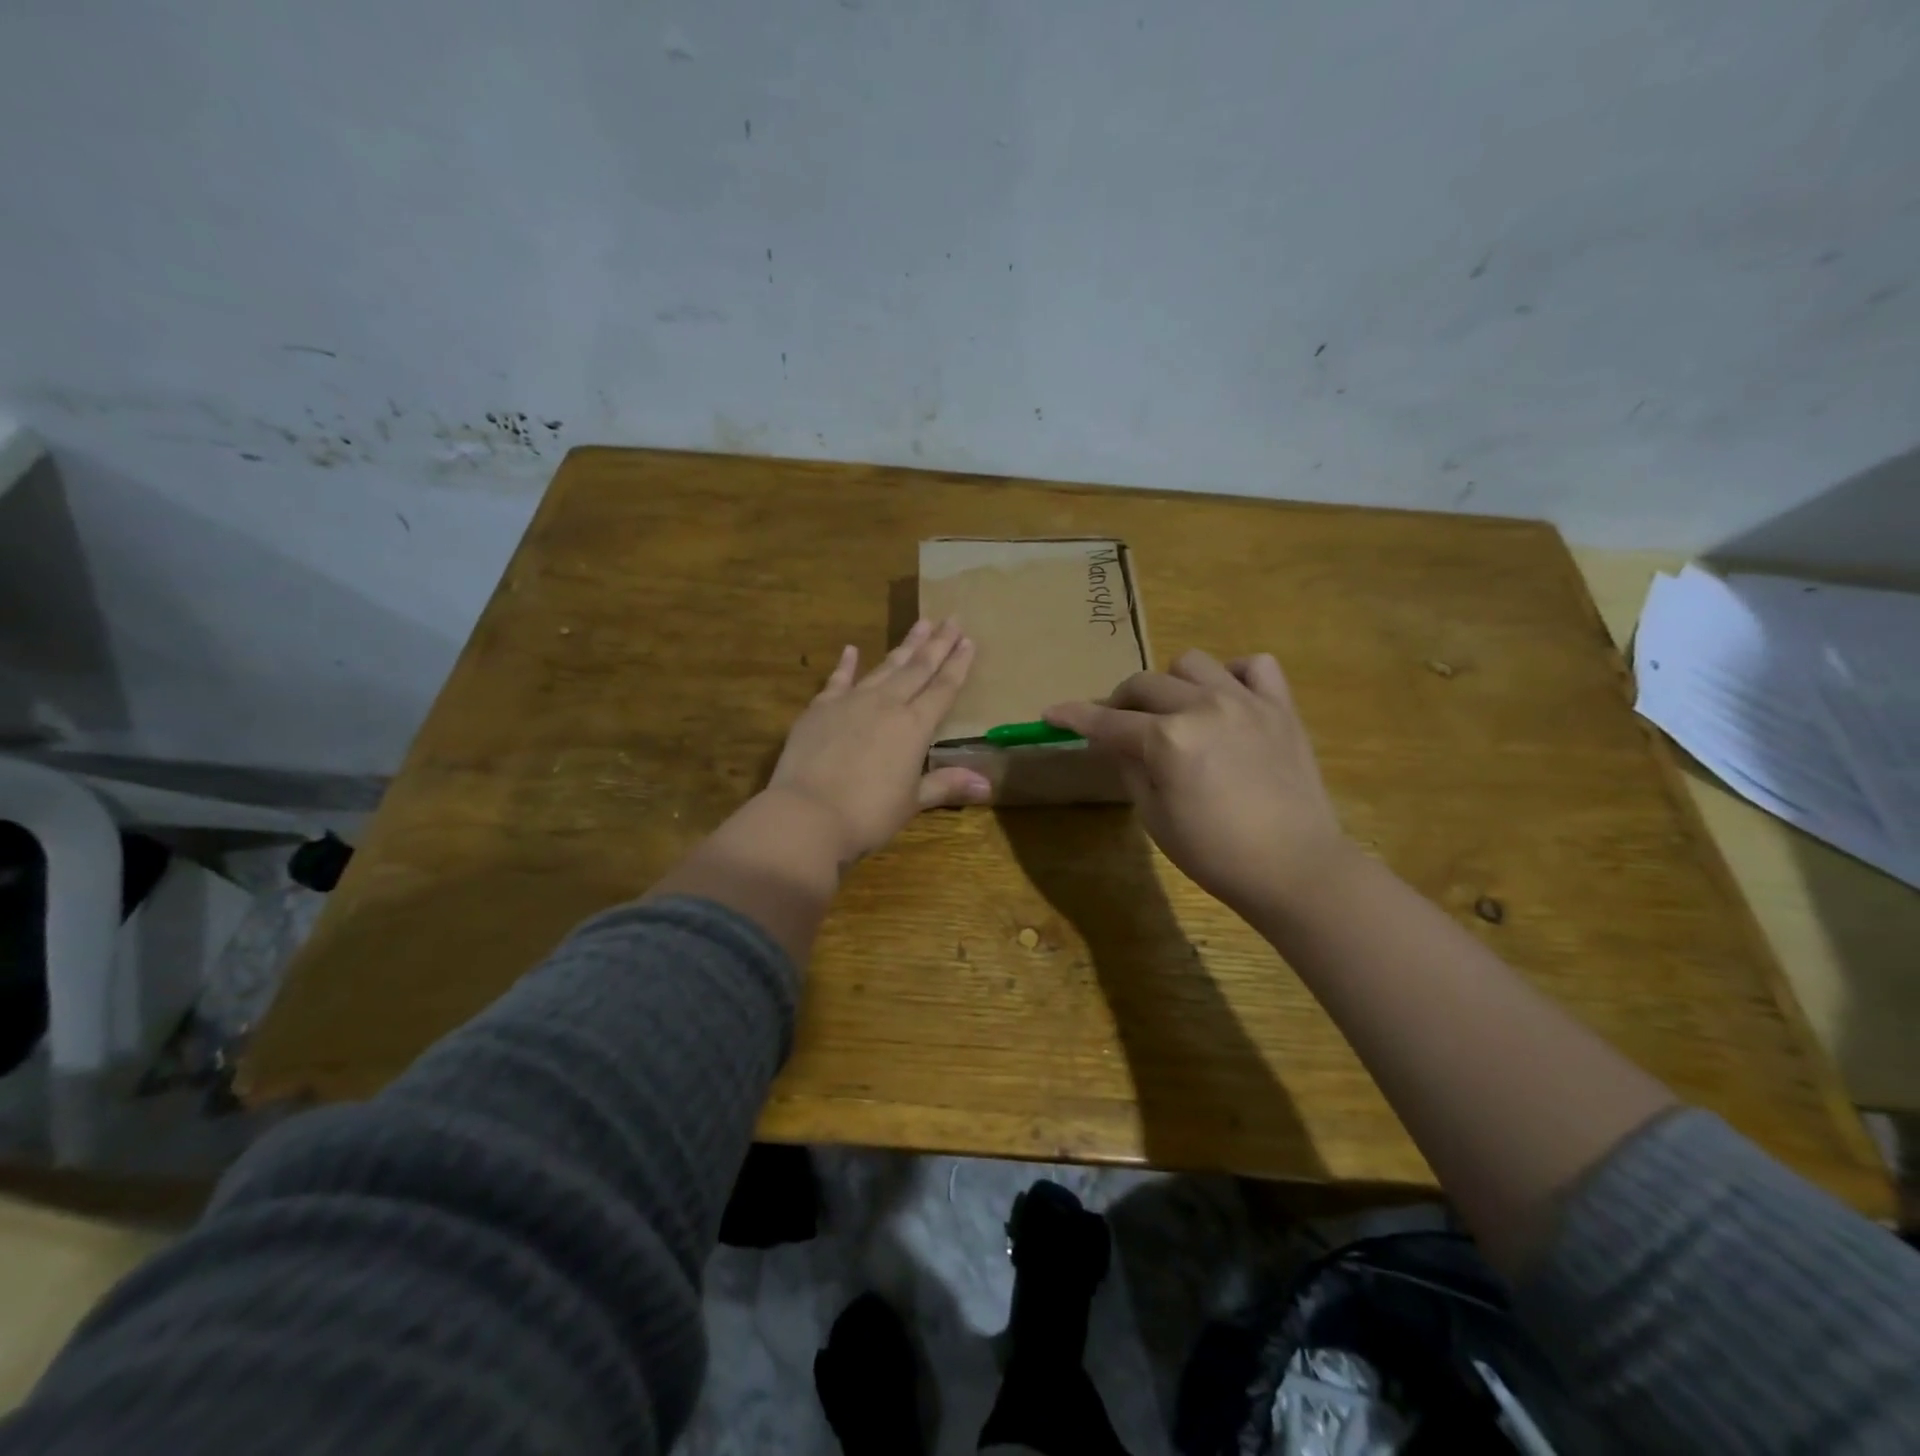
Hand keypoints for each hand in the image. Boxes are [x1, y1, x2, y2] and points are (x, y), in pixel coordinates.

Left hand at [767, 617, 990, 863]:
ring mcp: (851, 702)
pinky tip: (851, 649)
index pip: (943, 689)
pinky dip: (846, 664)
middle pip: (917, 669)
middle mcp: (886, 705)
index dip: (958, 665)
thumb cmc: (867, 814)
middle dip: (937, 644)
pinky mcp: (820, 708)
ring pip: (884, 667)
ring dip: (904, 646)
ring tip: (920, 623)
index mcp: (914, 727)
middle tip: (952, 618)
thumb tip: (988, 784)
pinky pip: (838, 680)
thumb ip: (946, 785)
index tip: (969, 640)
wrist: (807, 814)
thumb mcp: (912, 803)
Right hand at [1044, 649, 1349, 913]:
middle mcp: (1203, 706)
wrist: (1295, 869)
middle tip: (1119, 727)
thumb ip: (1129, 767)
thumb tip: (1114, 741)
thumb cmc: (1215, 854)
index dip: (1074, 716)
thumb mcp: (1154, 817)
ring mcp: (1246, 701)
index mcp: (1167, 739)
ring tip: (1176, 711)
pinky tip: (1227, 699)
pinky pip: (1254, 666)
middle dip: (1120, 703)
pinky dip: (1233, 675)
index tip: (1051, 713)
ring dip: (1172, 683)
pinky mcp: (1281, 707)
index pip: (1107, 721)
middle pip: (1144, 684)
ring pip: (1192, 663)